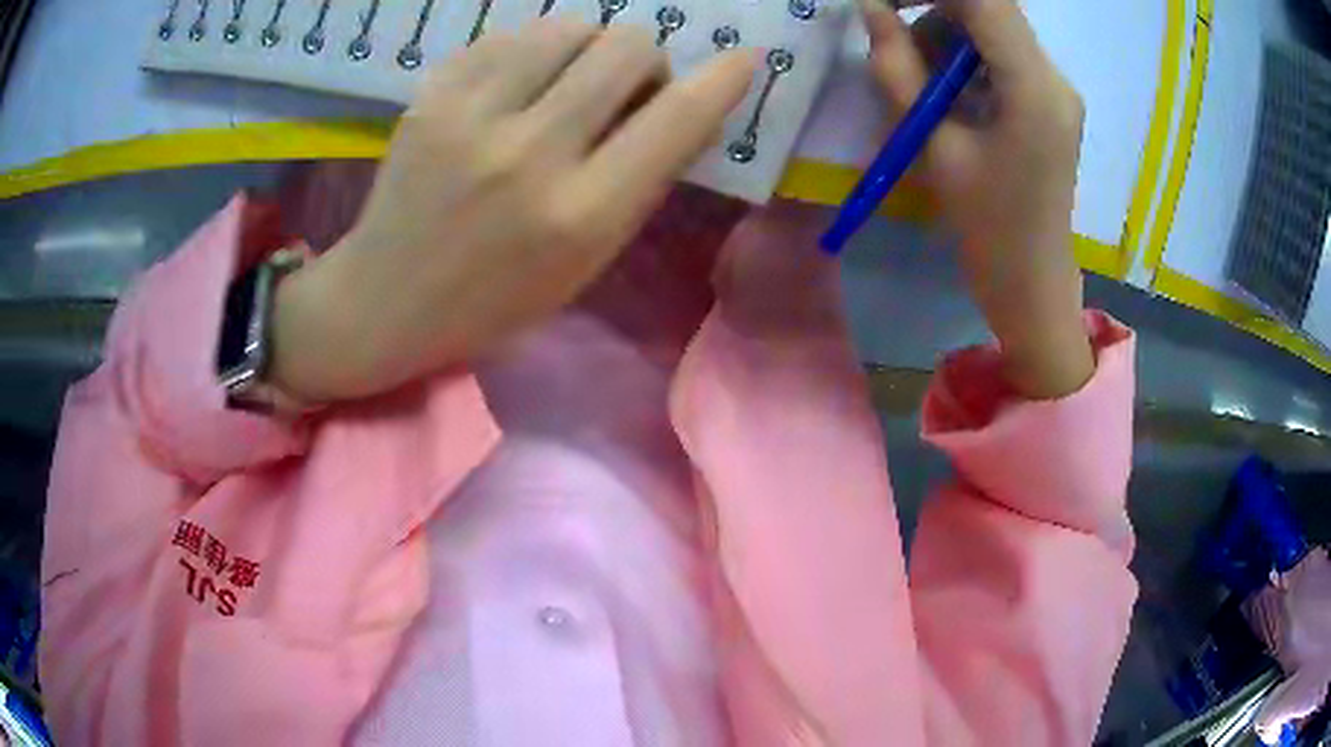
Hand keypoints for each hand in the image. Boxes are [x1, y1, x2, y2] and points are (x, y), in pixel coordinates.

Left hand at [270, 20, 755, 402]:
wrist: (386, 299)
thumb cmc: (496, 299)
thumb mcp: (586, 260)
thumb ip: (642, 180)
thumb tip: (686, 104)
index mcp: (581, 215)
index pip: (677, 119)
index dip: (723, 80)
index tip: (743, 59)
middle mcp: (529, 154)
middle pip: (626, 47)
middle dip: (644, 62)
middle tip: (624, 90)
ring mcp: (471, 115)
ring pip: (570, 26)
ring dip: (588, 48)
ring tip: (566, 83)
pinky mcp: (431, 94)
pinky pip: (511, 36)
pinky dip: (531, 52)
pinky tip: (517, 85)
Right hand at [862, 0, 1093, 398]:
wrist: (1033, 285)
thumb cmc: (986, 229)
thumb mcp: (935, 147)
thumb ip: (900, 69)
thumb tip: (871, 7)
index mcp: (1035, 89)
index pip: (985, 0)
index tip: (886, 1)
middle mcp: (1055, 77)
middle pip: (990, 9)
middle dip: (933, 10)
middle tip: (892, 39)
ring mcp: (1055, 89)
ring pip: (992, 28)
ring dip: (946, 36)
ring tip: (919, 83)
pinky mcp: (1048, 101)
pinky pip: (1001, 54)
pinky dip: (964, 58)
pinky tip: (948, 96)